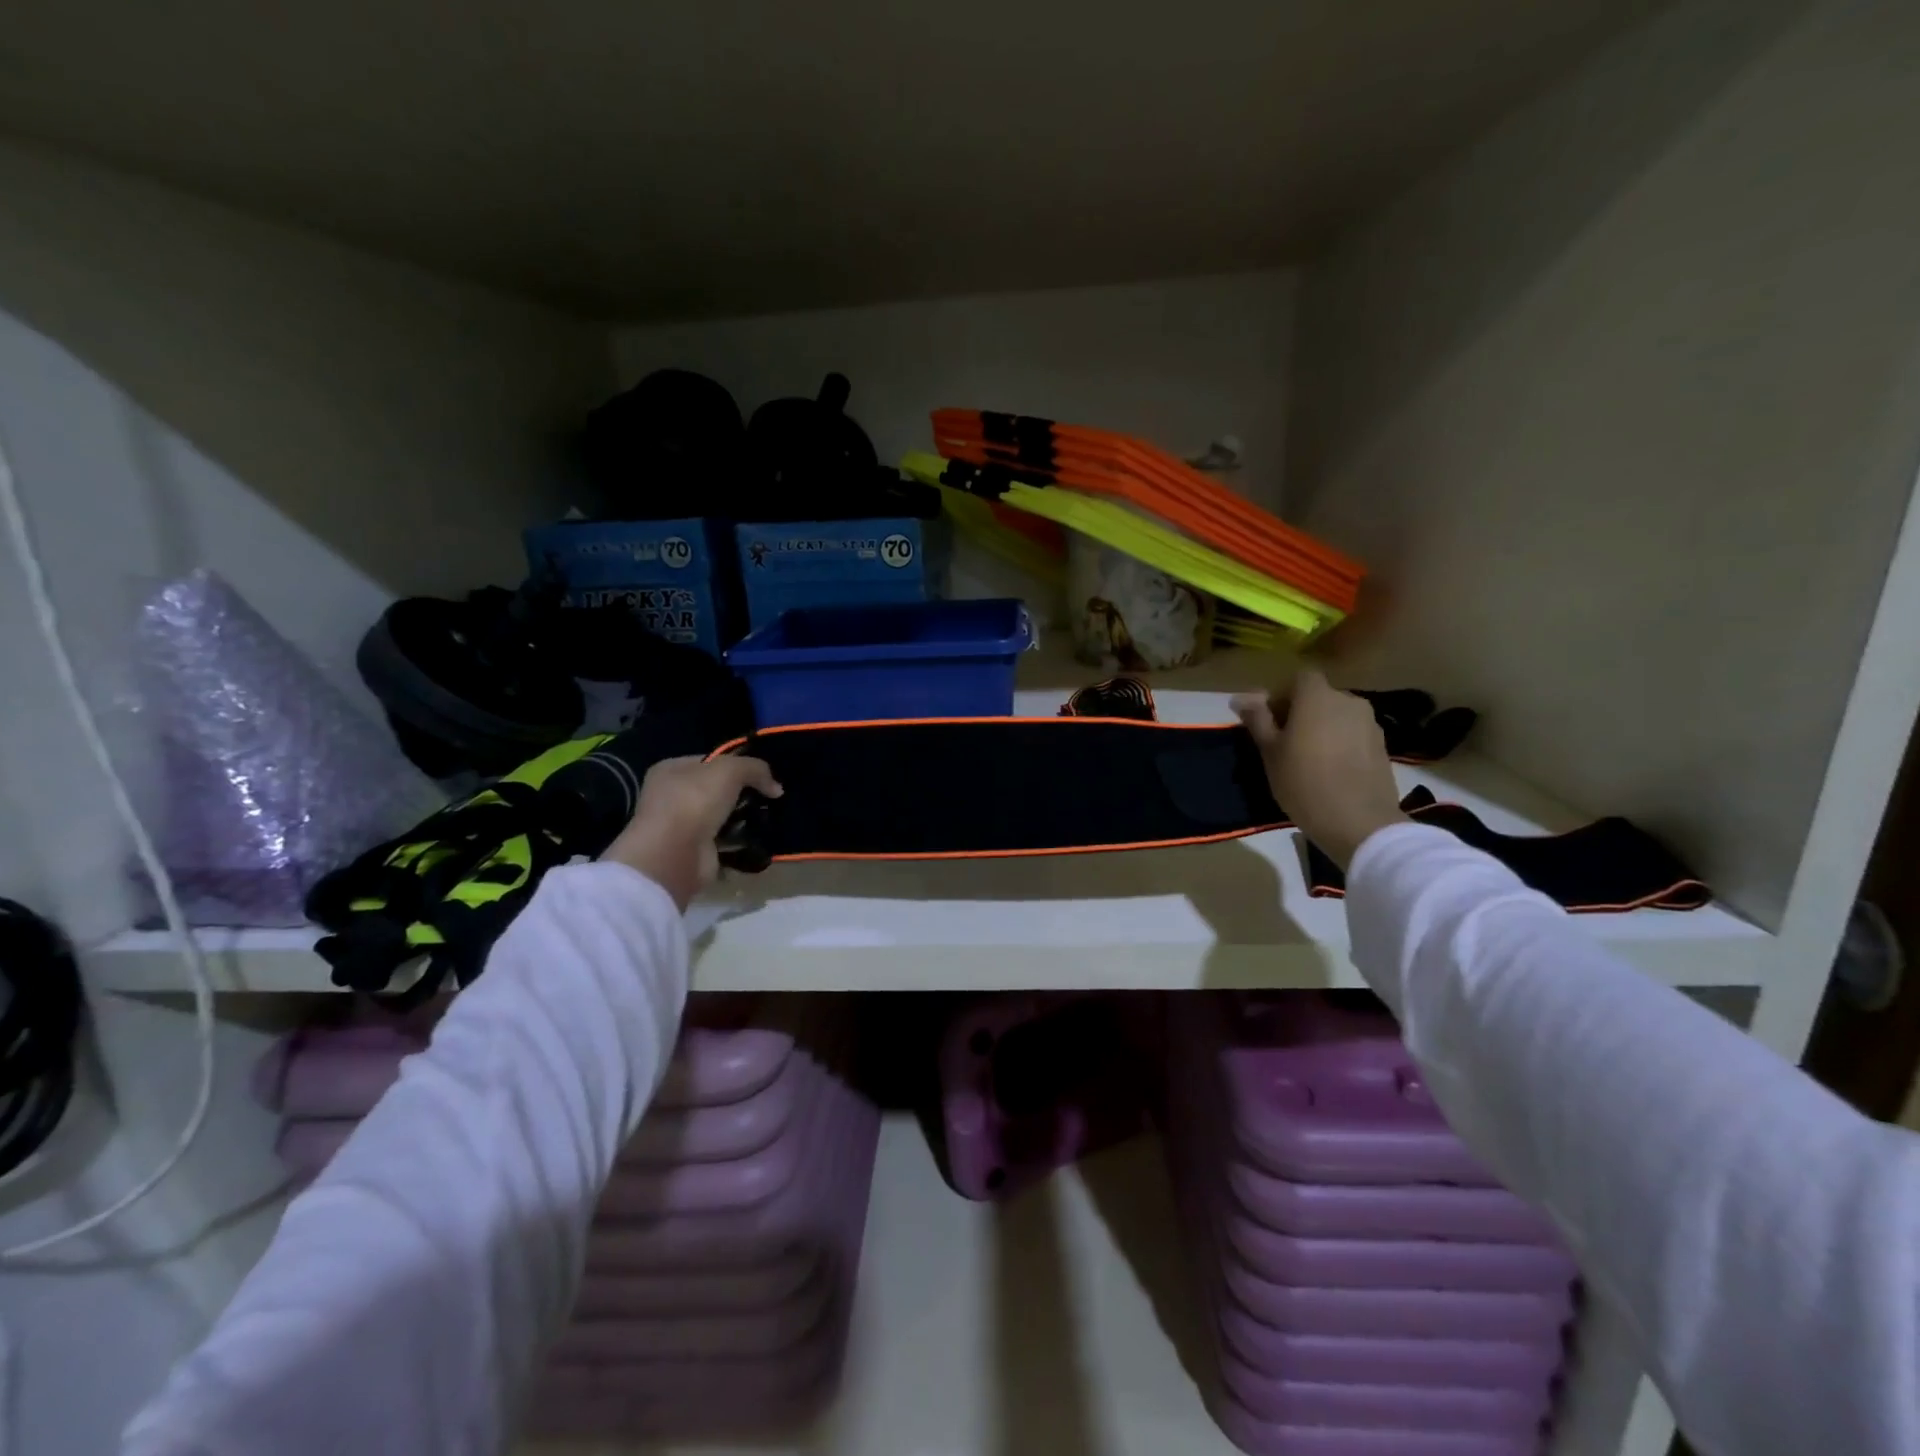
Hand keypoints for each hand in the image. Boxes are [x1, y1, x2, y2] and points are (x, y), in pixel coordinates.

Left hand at [602, 755, 782, 909]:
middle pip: (717, 789)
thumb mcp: (730, 770)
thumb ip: (755, 769)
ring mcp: (682, 826)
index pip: (710, 761)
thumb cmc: (694, 801)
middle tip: (768, 797)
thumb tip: (776, 788)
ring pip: (722, 816)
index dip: (737, 765)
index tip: (762, 774)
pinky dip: (740, 841)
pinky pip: (725, 841)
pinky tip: (759, 837)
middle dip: (743, 793)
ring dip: (743, 818)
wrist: (675, 855)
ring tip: (769, 816)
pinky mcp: (695, 851)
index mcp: (671, 770)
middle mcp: (672, 796)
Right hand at [1232, 670, 1406, 870]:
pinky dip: (1340, 743)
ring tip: (1308, 758)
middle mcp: (1348, 701)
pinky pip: (1353, 735)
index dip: (1282, 695)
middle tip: (1284, 742)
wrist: (1358, 822)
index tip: (1270, 721)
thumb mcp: (1270, 751)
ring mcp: (1370, 723)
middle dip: (1301, 712)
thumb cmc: (1303, 782)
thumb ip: (1257, 719)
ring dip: (1322, 728)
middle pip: (1319, 696)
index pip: (1298, 679)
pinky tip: (1331, 770)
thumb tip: (1240, 697)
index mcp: (1317, 697)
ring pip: (1337, 716)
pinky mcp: (1382, 746)